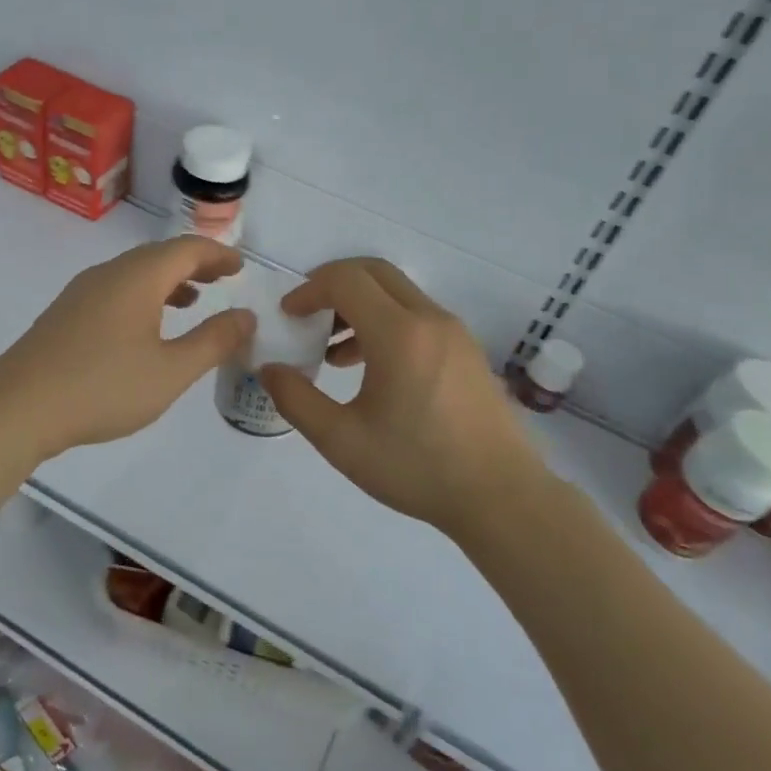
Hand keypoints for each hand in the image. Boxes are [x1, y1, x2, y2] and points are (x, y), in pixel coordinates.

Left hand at [0, 237, 253, 459]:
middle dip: (195, 263)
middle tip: (223, 278)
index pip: (187, 249)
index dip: (218, 254)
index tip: (241, 266)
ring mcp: (82, 292)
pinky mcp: (65, 313)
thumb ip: (213, 341)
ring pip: (134, 273)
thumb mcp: (170, 371)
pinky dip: (143, 296)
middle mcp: (109, 273)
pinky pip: (115, 290)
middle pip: (159, 255)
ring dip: (168, 280)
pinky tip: (146, 327)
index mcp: (137, 277)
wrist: (18, 408)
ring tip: (193, 300)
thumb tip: (245, 316)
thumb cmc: (102, 388)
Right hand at [258, 258, 551, 534]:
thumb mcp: (341, 441)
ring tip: (332, 351)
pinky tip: (370, 369)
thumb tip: (269, 369)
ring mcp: (454, 333)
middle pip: (374, 272)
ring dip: (359, 305)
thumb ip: (296, 400)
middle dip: (333, 284)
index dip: (309, 290)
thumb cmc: (417, 468)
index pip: (346, 280)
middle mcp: (430, 319)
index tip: (288, 316)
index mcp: (399, 334)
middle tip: (306, 315)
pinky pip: (417, 316)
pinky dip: (385, 322)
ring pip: (397, 293)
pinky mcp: (466, 350)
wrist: (501, 498)